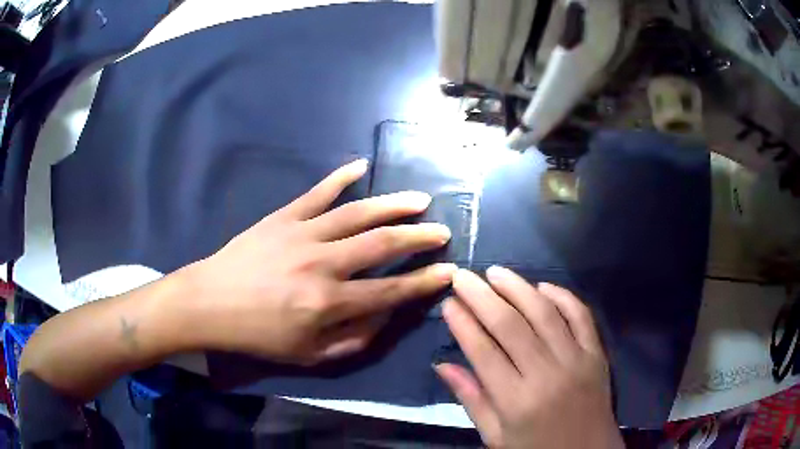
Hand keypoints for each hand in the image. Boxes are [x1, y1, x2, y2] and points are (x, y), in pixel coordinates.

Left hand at [183, 159, 455, 363]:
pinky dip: (340, 177)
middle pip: (381, 244)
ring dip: (393, 205)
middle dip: (418, 237)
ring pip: (357, 213)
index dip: (424, 282)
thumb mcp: (309, 354)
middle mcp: (321, 264)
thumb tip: (386, 313)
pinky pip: (317, 192)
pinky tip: (361, 166)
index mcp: (327, 303)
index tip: (449, 271)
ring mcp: (302, 234)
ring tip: (420, 200)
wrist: (211, 303)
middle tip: (441, 231)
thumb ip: (354, 338)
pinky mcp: (283, 217)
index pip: (390, 290)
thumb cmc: (259, 334)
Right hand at [436, 268, 622, 448]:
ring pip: (544, 313)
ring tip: (495, 272)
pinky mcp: (597, 354)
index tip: (448, 303)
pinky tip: (542, 287)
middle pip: (510, 325)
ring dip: (518, 287)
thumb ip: (471, 399)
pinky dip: (562, 296)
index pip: (483, 352)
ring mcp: (576, 360)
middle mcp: (547, 375)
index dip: (463, 324)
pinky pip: (581, 316)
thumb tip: (441, 365)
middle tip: (463, 277)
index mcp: (516, 401)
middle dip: (482, 296)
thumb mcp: (496, 435)